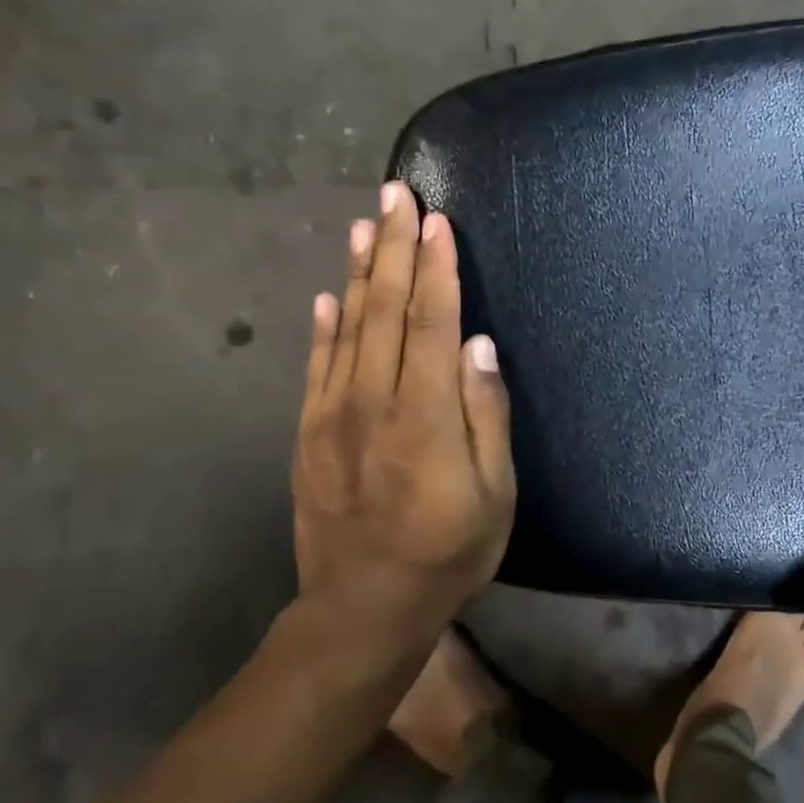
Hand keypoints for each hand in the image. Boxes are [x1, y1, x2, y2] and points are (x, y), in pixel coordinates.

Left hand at [292, 181, 516, 637]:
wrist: (362, 609)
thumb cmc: (448, 551)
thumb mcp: (494, 495)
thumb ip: (485, 416)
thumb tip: (479, 346)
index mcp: (423, 415)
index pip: (430, 322)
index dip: (434, 267)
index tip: (435, 218)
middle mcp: (372, 401)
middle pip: (384, 309)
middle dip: (392, 246)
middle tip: (396, 192)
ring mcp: (332, 415)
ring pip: (347, 326)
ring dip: (357, 271)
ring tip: (364, 223)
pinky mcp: (308, 433)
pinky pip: (316, 365)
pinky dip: (323, 325)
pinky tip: (327, 294)